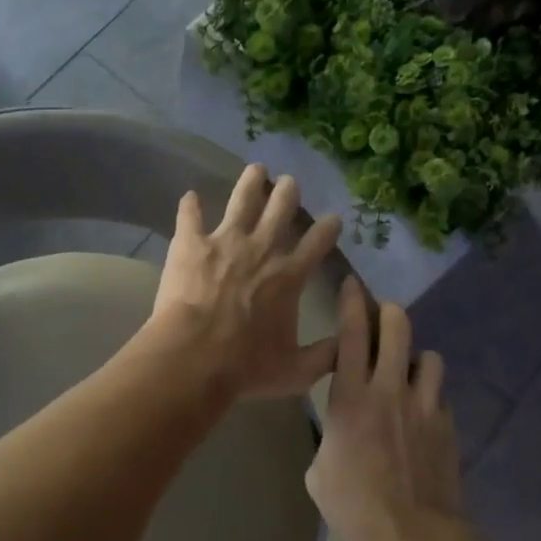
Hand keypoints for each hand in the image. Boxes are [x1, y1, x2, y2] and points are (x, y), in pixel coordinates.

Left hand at [145, 165, 342, 401]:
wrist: (194, 358)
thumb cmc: (246, 367)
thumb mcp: (297, 371)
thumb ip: (326, 356)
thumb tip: (350, 346)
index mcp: (289, 276)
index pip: (317, 243)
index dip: (328, 228)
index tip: (334, 218)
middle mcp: (261, 249)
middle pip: (280, 210)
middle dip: (288, 193)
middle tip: (290, 182)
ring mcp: (225, 242)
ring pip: (242, 200)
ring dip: (251, 183)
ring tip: (256, 169)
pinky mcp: (190, 244)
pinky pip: (190, 216)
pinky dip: (190, 206)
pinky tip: (190, 196)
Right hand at [305, 279, 473, 540]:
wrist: (412, 535)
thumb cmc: (354, 506)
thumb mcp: (319, 472)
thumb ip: (328, 437)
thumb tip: (337, 432)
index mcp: (350, 399)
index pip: (351, 336)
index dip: (351, 304)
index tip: (352, 284)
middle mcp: (390, 390)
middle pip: (398, 329)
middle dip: (390, 314)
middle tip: (384, 317)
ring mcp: (424, 405)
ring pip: (429, 357)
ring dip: (416, 358)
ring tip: (408, 373)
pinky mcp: (447, 424)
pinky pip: (439, 394)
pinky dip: (429, 395)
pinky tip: (421, 414)